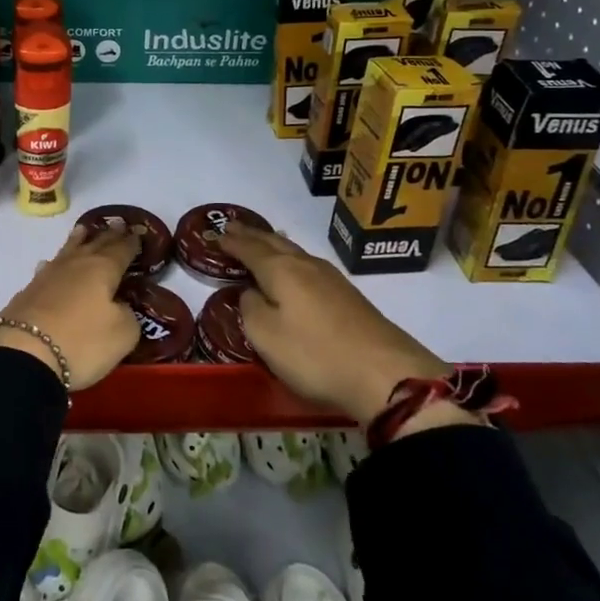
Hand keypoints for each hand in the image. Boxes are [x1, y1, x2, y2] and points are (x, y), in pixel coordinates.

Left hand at [0, 222, 140, 390]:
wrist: (23, 352)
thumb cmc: (82, 341)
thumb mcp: (122, 334)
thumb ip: (128, 315)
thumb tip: (119, 307)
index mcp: (103, 269)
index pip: (122, 249)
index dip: (132, 241)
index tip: (139, 231)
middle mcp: (76, 264)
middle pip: (95, 244)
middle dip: (108, 235)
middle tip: (117, 224)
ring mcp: (48, 276)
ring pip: (68, 251)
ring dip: (78, 240)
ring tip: (83, 230)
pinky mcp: (28, 292)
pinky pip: (48, 269)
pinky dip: (55, 264)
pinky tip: (50, 265)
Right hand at [219, 223, 459, 426]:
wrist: (386, 373)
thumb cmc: (315, 354)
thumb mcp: (266, 336)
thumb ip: (250, 309)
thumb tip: (250, 292)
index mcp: (281, 271)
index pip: (249, 249)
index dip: (231, 242)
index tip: (214, 233)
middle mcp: (306, 266)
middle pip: (274, 243)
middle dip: (252, 235)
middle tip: (233, 227)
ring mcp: (331, 279)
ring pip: (295, 252)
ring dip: (274, 244)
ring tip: (263, 240)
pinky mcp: (349, 296)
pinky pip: (309, 265)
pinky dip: (292, 259)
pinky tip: (296, 266)